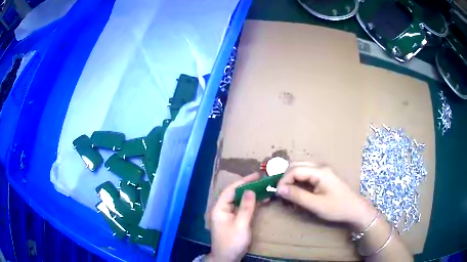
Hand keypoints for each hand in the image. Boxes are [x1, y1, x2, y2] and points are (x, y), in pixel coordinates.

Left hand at [207, 173, 260, 261]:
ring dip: (250, 195)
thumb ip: (246, 207)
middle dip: (248, 187)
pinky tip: (261, 201)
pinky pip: (242, 208)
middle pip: (234, 194)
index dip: (243, 181)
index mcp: (219, 208)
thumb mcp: (241, 224)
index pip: (230, 190)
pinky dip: (250, 204)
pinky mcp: (233, 220)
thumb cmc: (232, 242)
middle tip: (262, 181)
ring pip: (239, 201)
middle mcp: (222, 209)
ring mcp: (227, 215)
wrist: (226, 258)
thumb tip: (250, 190)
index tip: (256, 175)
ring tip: (264, 189)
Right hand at [277, 162, 376, 229]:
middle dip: (286, 177)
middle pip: (297, 165)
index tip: (278, 193)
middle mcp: (321, 166)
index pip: (295, 170)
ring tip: (287, 191)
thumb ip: (297, 195)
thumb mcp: (315, 204)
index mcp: (319, 171)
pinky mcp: (325, 176)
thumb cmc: (337, 207)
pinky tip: (298, 190)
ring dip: (292, 178)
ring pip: (301, 168)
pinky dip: (299, 180)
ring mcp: (323, 170)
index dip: (283, 180)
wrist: (355, 209)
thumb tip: (279, 189)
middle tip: (280, 191)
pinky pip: (307, 173)